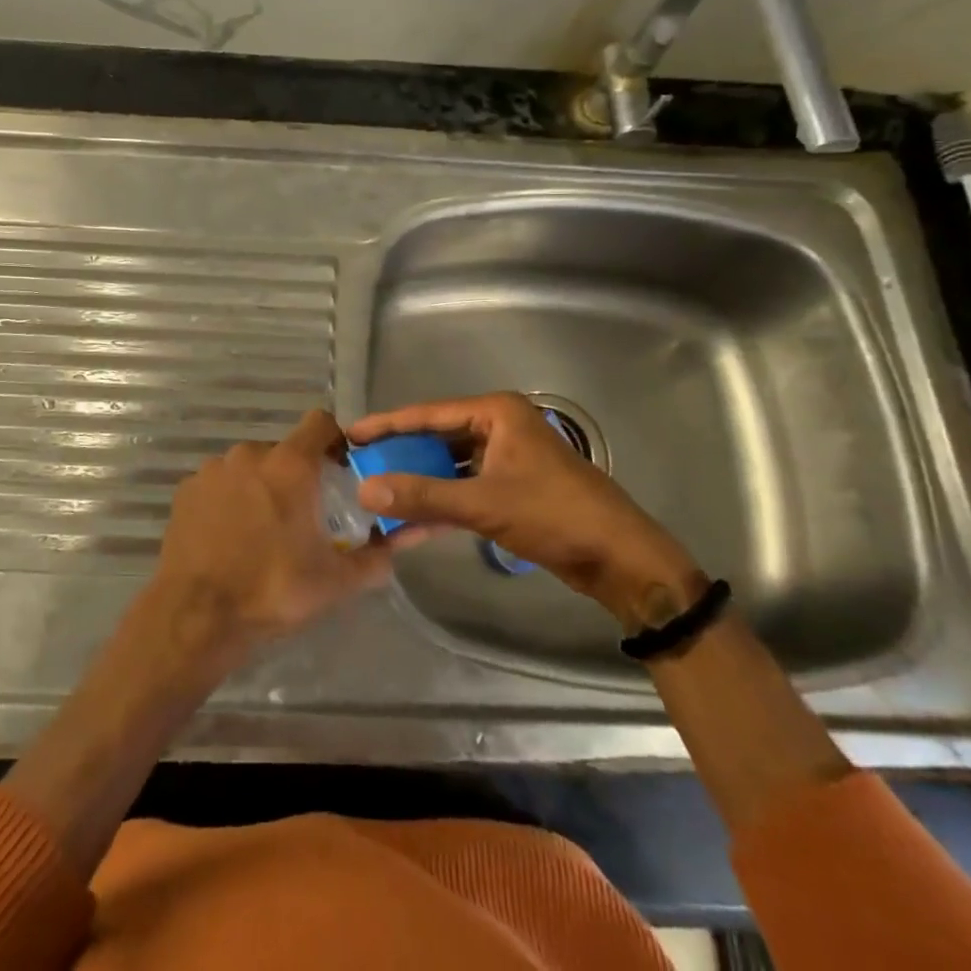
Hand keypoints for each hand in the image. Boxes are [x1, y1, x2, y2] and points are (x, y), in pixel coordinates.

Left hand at [149, 409, 414, 667]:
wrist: (196, 616)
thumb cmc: (272, 589)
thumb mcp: (334, 582)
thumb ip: (374, 558)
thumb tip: (397, 544)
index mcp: (290, 465)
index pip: (320, 423)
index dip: (334, 441)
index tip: (339, 472)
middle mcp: (250, 454)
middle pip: (284, 452)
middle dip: (296, 477)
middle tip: (302, 517)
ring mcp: (213, 470)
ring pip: (249, 468)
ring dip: (260, 488)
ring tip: (261, 532)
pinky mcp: (186, 490)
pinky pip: (219, 485)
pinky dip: (228, 501)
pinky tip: (228, 537)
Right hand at [347, 392, 704, 630]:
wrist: (620, 559)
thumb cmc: (555, 514)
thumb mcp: (484, 503)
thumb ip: (423, 496)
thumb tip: (364, 490)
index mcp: (496, 413)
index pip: (428, 413)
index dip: (387, 425)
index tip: (350, 434)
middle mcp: (499, 427)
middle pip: (437, 437)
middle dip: (400, 455)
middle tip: (358, 465)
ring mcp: (506, 458)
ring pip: (449, 466)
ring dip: (419, 483)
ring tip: (376, 492)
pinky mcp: (512, 488)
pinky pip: (465, 488)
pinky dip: (441, 503)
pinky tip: (409, 523)